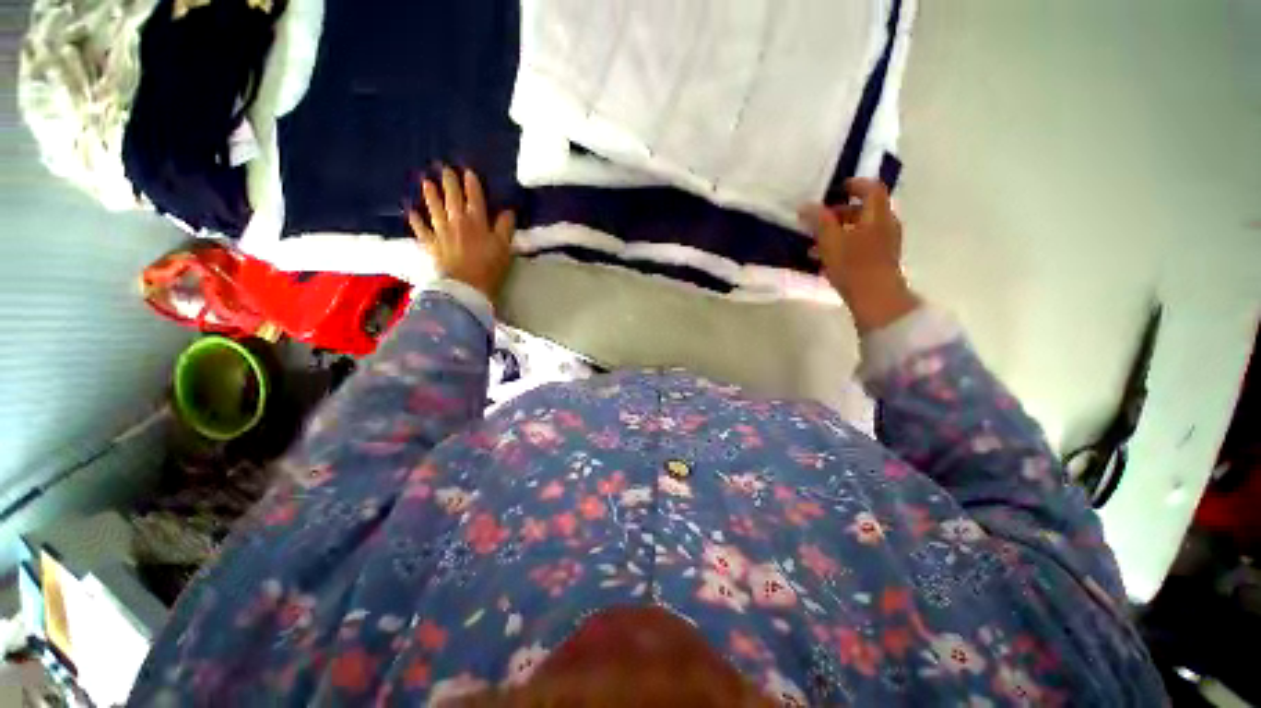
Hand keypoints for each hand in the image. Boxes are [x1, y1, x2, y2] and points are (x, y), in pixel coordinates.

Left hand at [408, 166, 515, 299]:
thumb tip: (508, 211)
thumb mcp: (504, 248)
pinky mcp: (432, 244)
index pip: (475, 198)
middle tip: (444, 169)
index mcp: (476, 221)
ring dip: (431, 195)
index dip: (472, 184)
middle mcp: (457, 222)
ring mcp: (441, 232)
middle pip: (452, 198)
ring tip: (426, 182)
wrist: (465, 287)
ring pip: (435, 209)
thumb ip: (505, 228)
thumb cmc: (489, 268)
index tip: (468, 171)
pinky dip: (416, 221)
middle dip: (450, 183)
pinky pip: (422, 230)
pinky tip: (411, 212)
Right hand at [802, 178, 919, 332]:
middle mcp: (885, 225)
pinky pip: (861, 246)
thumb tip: (806, 205)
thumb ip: (819, 220)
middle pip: (866, 210)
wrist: (876, 298)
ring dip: (840, 231)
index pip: (871, 188)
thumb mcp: (831, 240)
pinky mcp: (880, 261)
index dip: (854, 184)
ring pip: (861, 230)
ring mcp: (885, 244)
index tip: (836, 189)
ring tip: (815, 242)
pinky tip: (824, 259)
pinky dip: (844, 245)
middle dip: (841, 212)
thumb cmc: (854, 265)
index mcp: (877, 215)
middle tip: (820, 218)